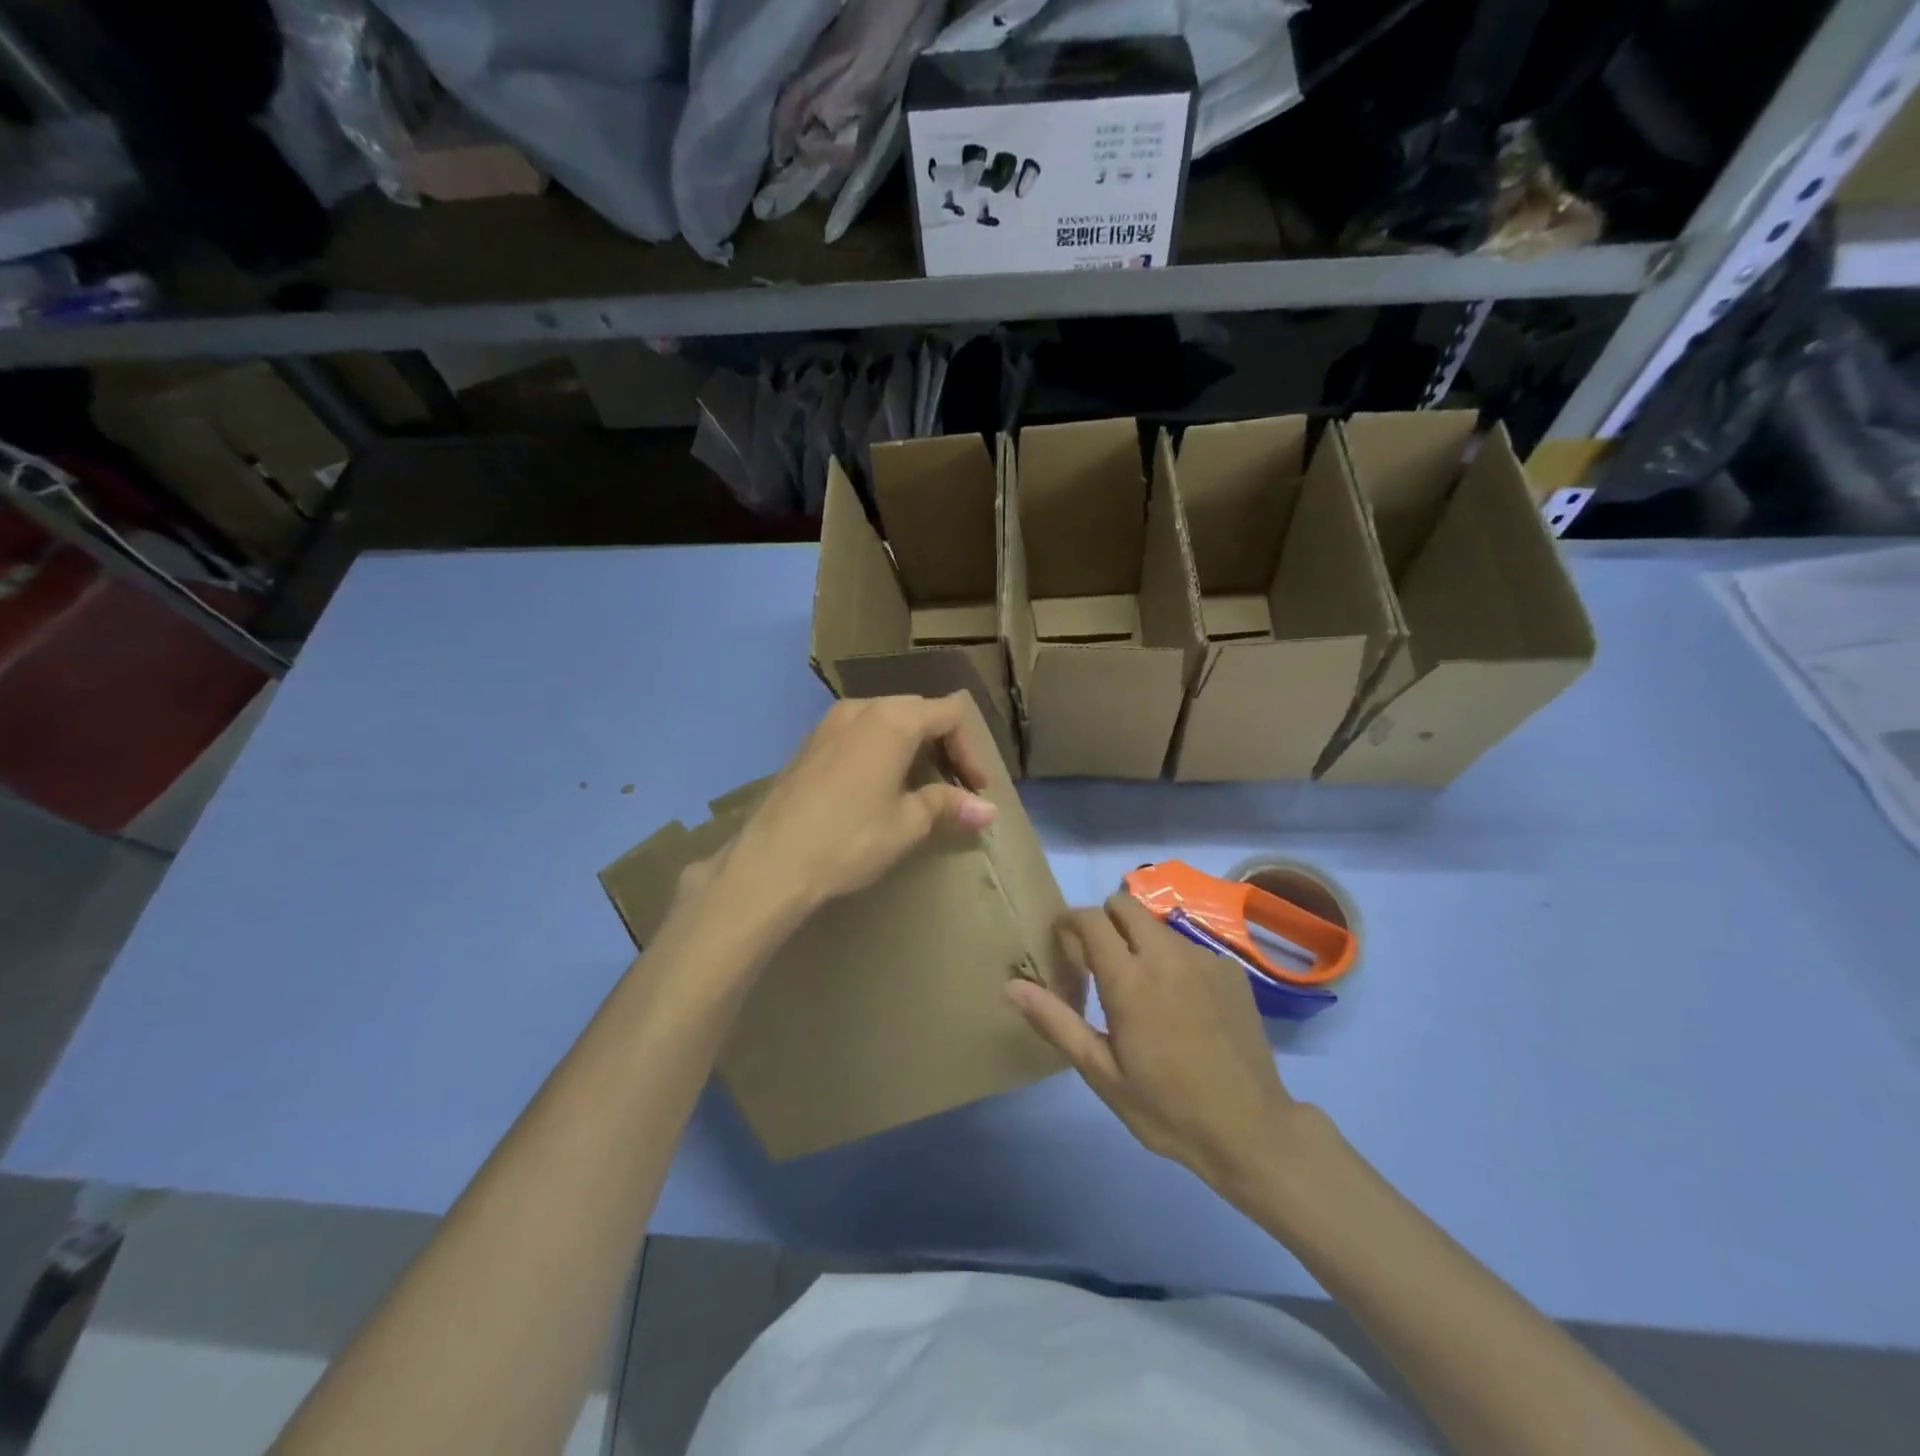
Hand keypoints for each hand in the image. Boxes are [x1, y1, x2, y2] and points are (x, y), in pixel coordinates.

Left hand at [716, 694, 995, 926]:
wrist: (771, 862)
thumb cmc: (850, 839)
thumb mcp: (907, 824)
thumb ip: (948, 805)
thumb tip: (987, 811)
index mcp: (893, 719)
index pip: (950, 714)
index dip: (971, 750)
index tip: (976, 789)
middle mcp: (861, 708)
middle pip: (918, 711)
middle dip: (944, 745)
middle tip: (953, 786)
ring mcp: (829, 723)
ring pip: (886, 719)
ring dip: (911, 747)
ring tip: (919, 787)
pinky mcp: (809, 743)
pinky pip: (859, 733)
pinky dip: (881, 750)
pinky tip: (878, 788)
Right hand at [1008, 894, 1299, 1192]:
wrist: (1251, 1131)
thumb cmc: (1166, 1108)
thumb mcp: (1102, 1073)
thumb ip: (1056, 1022)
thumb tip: (1013, 986)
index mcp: (1129, 979)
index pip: (1090, 918)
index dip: (1070, 922)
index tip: (1064, 944)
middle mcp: (1166, 955)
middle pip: (1125, 905)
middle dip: (1105, 920)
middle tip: (1100, 961)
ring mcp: (1203, 958)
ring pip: (1157, 925)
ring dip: (1139, 940)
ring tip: (1142, 987)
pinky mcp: (1231, 970)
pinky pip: (1189, 946)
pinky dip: (1174, 960)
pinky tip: (1183, 1004)